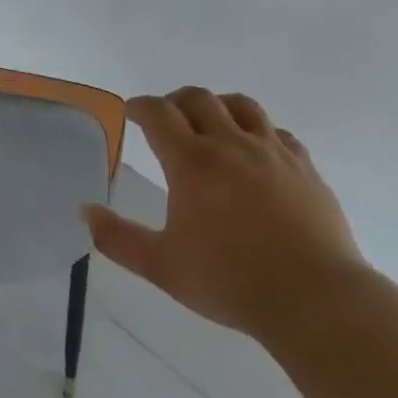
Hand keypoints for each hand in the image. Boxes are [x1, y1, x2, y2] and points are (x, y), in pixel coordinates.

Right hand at [84, 88, 363, 338]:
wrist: (313, 297)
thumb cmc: (229, 281)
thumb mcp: (162, 266)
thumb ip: (117, 238)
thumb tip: (84, 210)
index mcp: (192, 163)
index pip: (159, 114)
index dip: (141, 106)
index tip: (132, 110)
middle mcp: (231, 144)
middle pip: (199, 99)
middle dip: (176, 100)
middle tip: (166, 115)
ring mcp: (273, 152)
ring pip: (242, 106)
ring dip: (219, 106)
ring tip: (212, 121)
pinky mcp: (305, 166)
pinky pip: (278, 132)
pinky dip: (259, 131)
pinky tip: (258, 150)